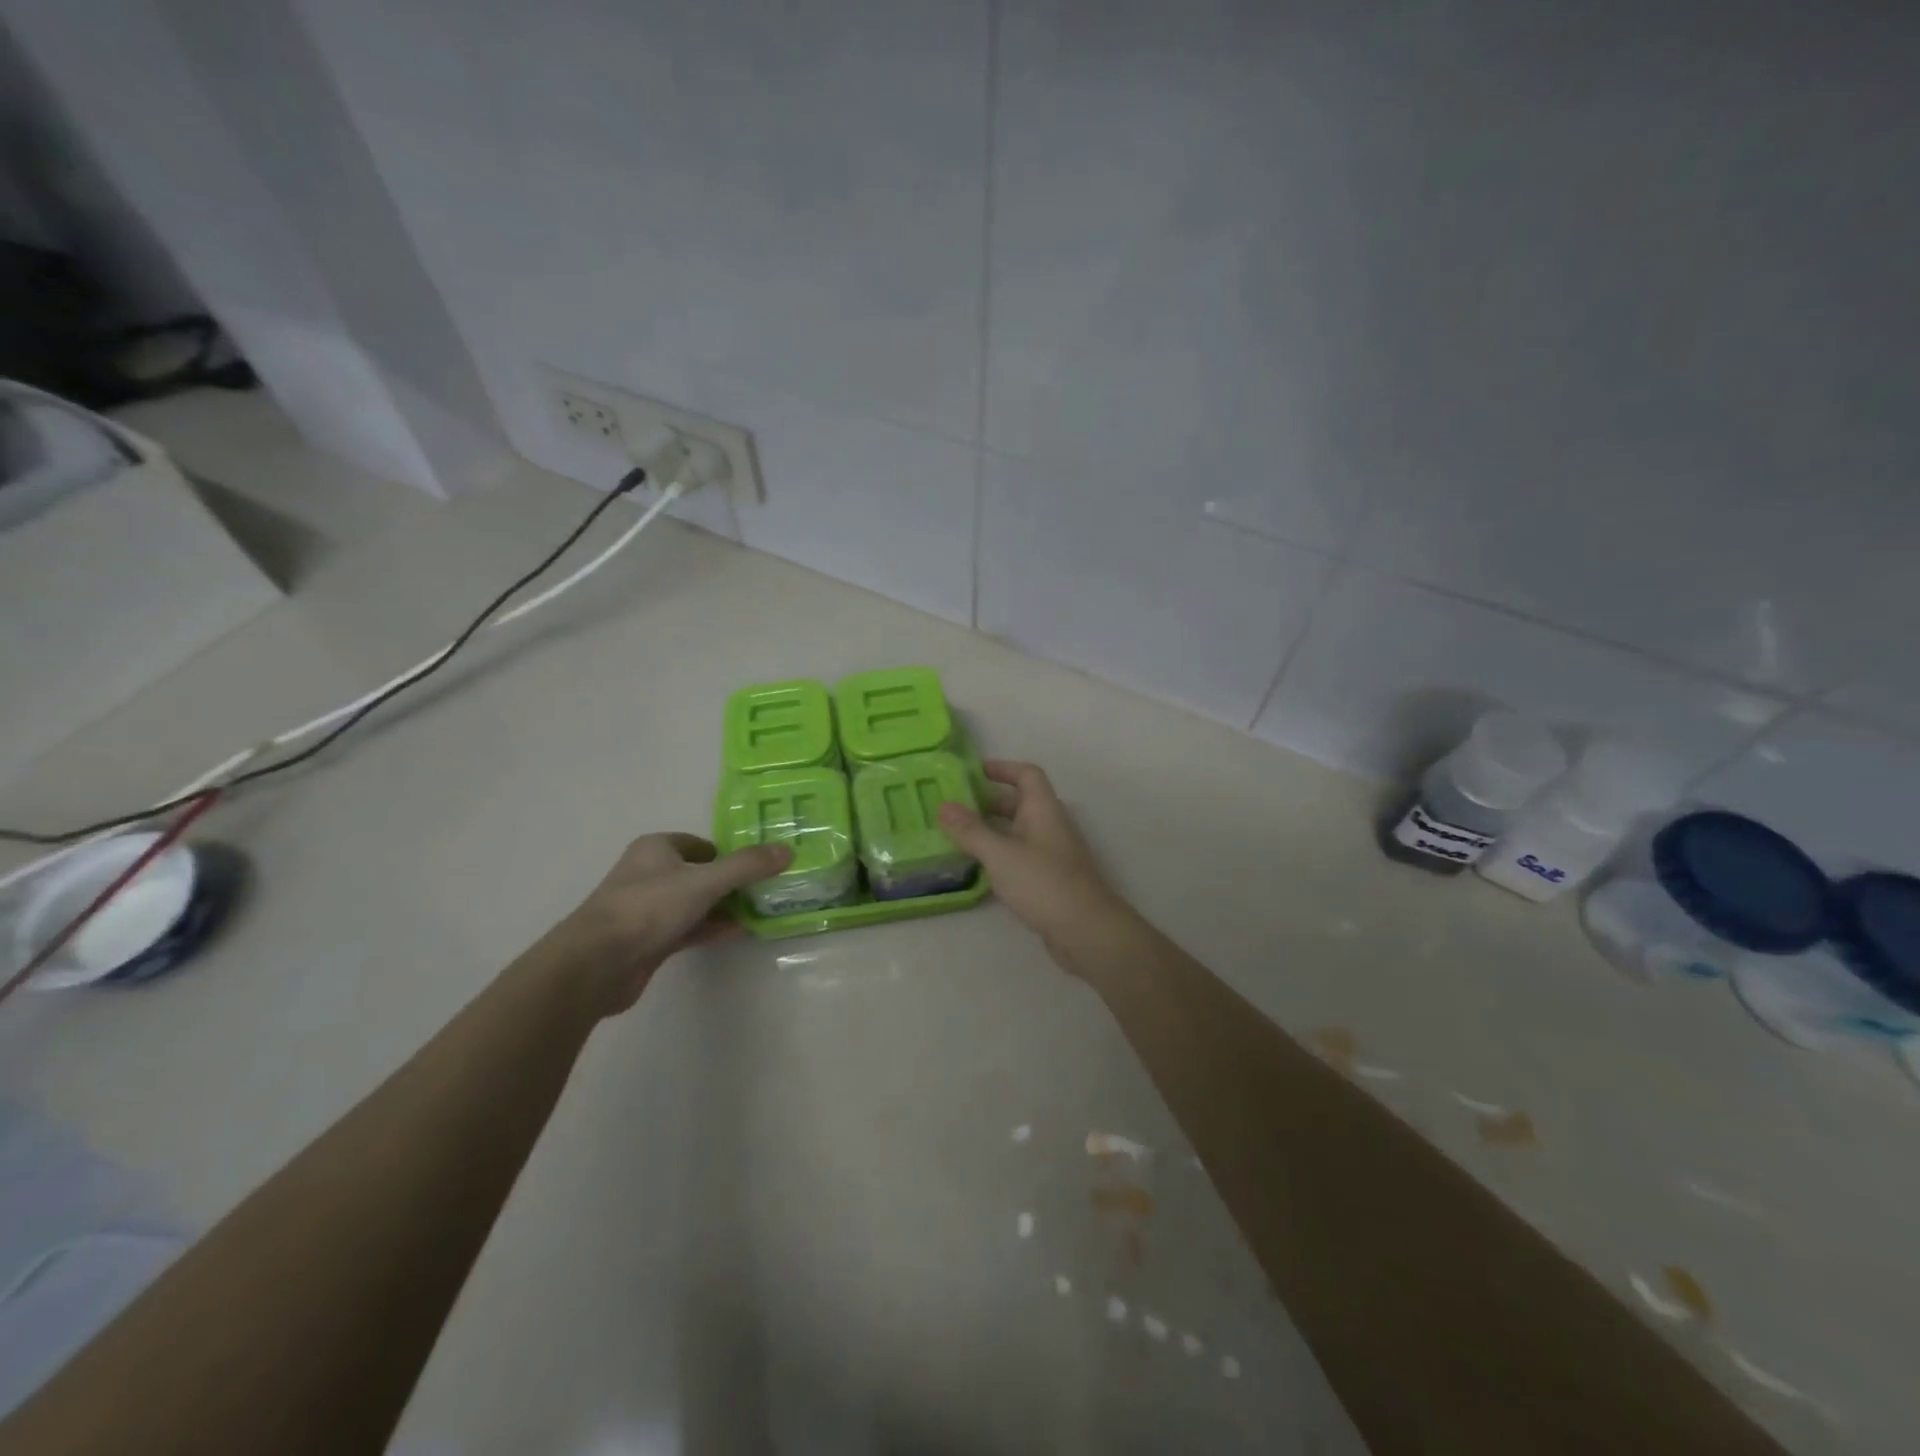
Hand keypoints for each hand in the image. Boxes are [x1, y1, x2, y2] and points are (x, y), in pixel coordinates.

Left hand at [546, 832, 789, 1015]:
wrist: (597, 963)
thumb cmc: (649, 907)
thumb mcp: (705, 881)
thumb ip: (747, 866)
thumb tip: (787, 850)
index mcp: (656, 849)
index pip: (700, 844)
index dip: (728, 852)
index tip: (757, 865)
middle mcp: (650, 874)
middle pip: (700, 873)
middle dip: (731, 881)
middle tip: (766, 889)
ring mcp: (648, 909)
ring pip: (695, 902)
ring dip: (724, 906)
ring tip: (761, 910)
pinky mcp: (649, 940)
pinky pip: (689, 928)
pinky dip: (712, 927)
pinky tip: (738, 931)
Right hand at [937, 761, 1129, 953]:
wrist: (1086, 931)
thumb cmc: (1043, 883)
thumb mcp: (1000, 854)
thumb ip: (970, 830)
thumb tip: (943, 805)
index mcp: (1043, 809)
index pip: (1026, 774)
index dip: (1002, 768)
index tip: (972, 773)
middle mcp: (1050, 825)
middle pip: (1019, 803)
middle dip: (988, 802)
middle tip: (955, 808)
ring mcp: (1052, 853)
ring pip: (1018, 832)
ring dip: (991, 830)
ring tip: (958, 836)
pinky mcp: (1049, 879)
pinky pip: (1020, 856)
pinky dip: (999, 855)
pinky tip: (979, 868)